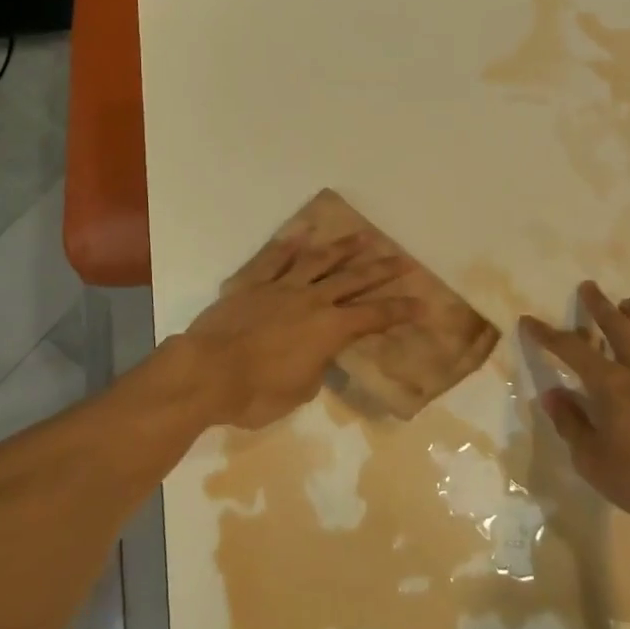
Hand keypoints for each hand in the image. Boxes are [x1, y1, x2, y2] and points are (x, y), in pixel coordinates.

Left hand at [177, 232, 420, 428]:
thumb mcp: (299, 391)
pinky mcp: (251, 284)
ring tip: (362, 236)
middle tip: (403, 259)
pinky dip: (288, 247)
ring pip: (318, 261)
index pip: (374, 317)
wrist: (207, 372)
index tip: (423, 303)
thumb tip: (316, 356)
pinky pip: (273, 260)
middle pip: (353, 280)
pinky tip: (301, 235)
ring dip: (342, 249)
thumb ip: (315, 367)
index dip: (400, 311)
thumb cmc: (256, 393)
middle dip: (381, 270)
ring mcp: (280, 288)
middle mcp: (311, 300)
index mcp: (329, 329)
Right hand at [523, 281, 629, 529]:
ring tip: (629, 303)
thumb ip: (571, 425)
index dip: (548, 335)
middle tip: (590, 286)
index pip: (571, 350)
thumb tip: (552, 395)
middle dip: (600, 307)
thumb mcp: (593, 460)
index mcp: (609, 384)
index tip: (530, 320)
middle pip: (617, 329)